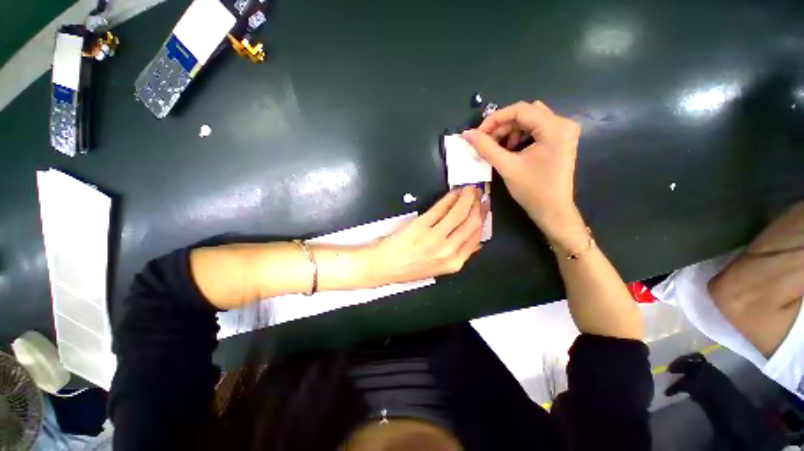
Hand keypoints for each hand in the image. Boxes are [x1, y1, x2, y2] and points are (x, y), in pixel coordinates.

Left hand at [364, 187, 485, 284]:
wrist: (384, 266)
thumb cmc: (408, 268)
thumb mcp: (438, 269)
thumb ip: (457, 255)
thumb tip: (475, 242)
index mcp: (453, 263)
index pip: (476, 237)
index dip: (482, 219)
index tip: (483, 208)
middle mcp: (448, 250)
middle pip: (472, 223)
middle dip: (478, 206)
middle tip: (479, 194)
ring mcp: (435, 237)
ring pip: (459, 213)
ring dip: (467, 198)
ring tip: (470, 190)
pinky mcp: (422, 225)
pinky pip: (441, 208)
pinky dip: (450, 198)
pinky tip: (454, 193)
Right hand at [462, 101, 582, 243]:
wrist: (552, 210)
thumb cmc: (532, 190)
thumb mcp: (506, 166)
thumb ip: (485, 147)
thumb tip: (466, 134)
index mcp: (555, 127)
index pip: (520, 110)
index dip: (494, 119)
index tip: (478, 134)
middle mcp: (563, 123)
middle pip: (525, 113)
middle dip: (502, 127)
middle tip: (486, 142)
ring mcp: (563, 131)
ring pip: (529, 120)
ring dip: (510, 131)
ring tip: (499, 148)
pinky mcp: (559, 140)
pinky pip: (535, 129)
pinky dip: (519, 136)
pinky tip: (511, 150)